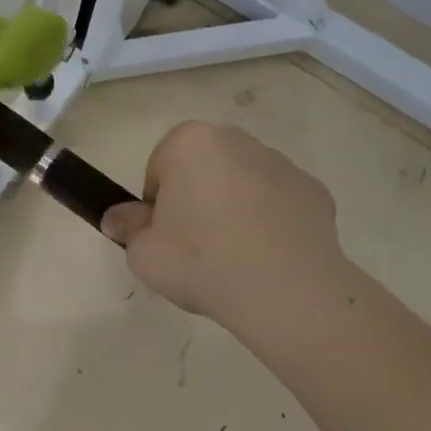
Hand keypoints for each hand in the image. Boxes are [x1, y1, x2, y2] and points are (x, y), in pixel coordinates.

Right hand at [101, 121, 344, 338]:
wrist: (286, 291)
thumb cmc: (202, 260)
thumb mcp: (145, 254)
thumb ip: (127, 229)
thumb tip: (116, 219)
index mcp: (190, 142)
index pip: (160, 169)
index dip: (158, 206)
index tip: (166, 238)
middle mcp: (236, 139)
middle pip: (204, 169)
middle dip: (198, 199)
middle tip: (198, 248)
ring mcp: (280, 162)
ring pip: (244, 182)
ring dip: (236, 207)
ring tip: (237, 258)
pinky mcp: (313, 190)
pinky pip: (281, 203)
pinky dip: (274, 223)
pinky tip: (271, 259)